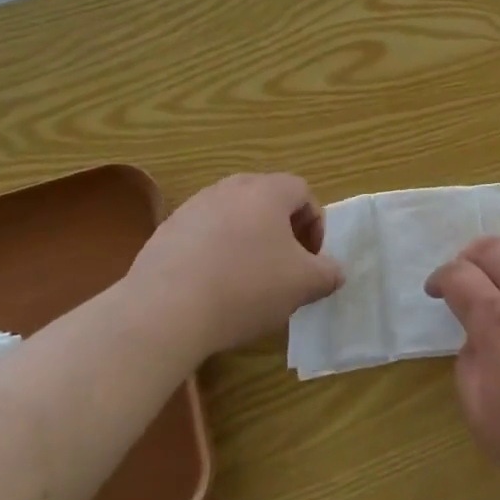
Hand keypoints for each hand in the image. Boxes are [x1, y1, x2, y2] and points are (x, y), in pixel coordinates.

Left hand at [125, 173, 341, 358]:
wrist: (165, 310)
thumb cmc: (246, 288)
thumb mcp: (303, 285)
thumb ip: (327, 273)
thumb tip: (333, 271)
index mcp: (266, 191)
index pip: (302, 191)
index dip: (315, 223)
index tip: (311, 258)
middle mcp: (229, 188)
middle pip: (266, 200)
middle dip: (281, 231)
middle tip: (284, 267)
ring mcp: (193, 207)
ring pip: (233, 217)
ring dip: (248, 241)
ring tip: (247, 281)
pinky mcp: (165, 232)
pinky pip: (203, 235)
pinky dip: (216, 254)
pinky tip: (213, 288)